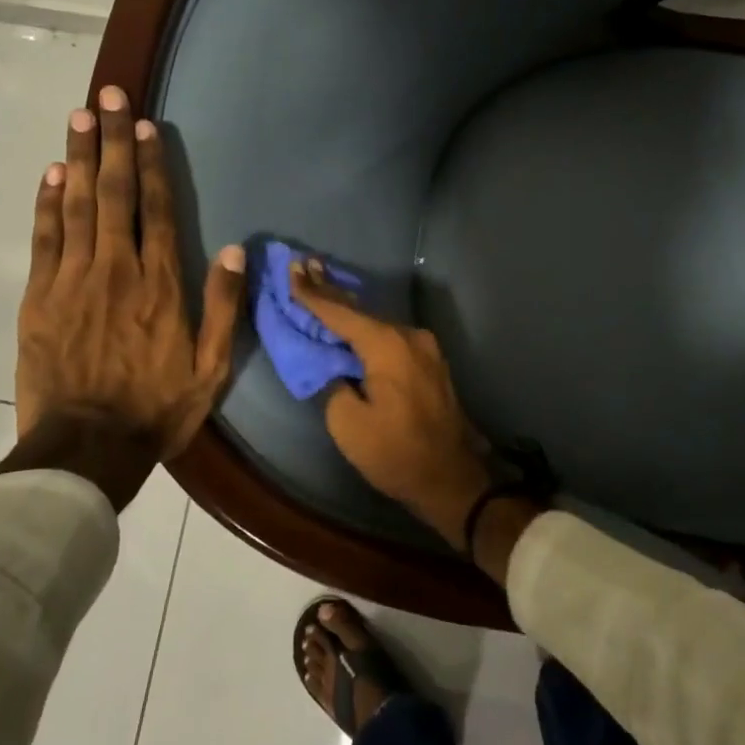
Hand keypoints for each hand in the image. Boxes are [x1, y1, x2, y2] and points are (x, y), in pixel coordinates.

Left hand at [7, 85, 244, 509]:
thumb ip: (224, 305)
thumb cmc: (157, 408)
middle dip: (113, 141)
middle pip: (115, 193)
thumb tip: (234, 249)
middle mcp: (117, 269)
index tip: (147, 125)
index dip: (153, 164)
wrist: (86, 448)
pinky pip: (45, 239)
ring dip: (80, 158)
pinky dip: (48, 203)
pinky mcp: (39, 298)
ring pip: (78, 206)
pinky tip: (52, 173)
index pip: (156, 209)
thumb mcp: (211, 367)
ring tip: (80, 117)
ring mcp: (73, 280)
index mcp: (160, 284)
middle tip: (107, 96)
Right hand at [289, 262, 494, 549]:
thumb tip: (332, 366)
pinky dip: (367, 327)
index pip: (340, 312)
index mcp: (387, 345)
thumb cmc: (396, 452)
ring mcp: (425, 347)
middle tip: (305, 265)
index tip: (292, 269)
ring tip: (322, 286)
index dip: (312, 293)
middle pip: (361, 310)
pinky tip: (353, 321)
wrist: (452, 479)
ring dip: (349, 309)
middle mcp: (409, 336)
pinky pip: (391, 336)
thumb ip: (332, 383)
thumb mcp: (348, 423)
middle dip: (331, 289)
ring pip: (377, 321)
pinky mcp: (430, 362)